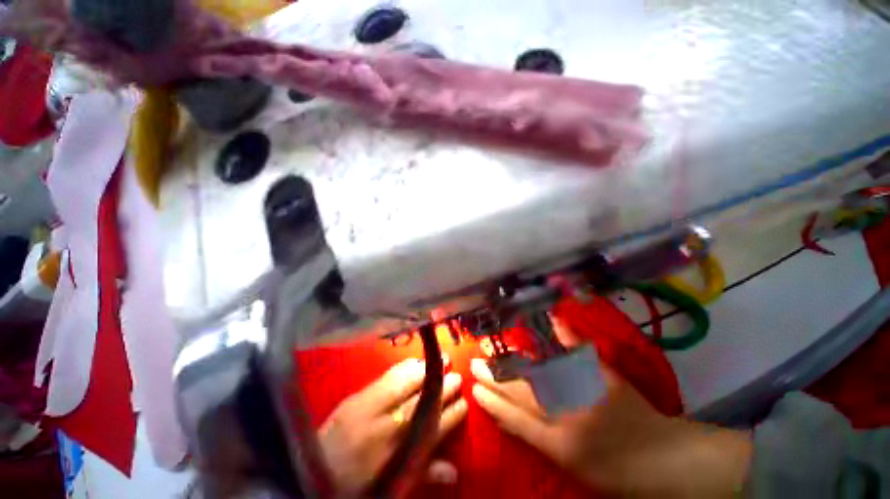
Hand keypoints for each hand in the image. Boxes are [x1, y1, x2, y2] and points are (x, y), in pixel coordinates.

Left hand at [319, 358, 467, 496]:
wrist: (314, 472)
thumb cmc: (357, 485)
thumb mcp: (393, 485)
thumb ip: (424, 474)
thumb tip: (454, 471)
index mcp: (400, 454)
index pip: (436, 428)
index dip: (453, 414)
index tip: (464, 402)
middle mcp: (390, 428)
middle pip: (425, 401)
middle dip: (444, 387)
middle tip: (458, 376)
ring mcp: (372, 409)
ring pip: (409, 384)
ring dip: (428, 370)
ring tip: (443, 360)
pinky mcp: (358, 397)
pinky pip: (388, 376)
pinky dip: (406, 366)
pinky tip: (416, 361)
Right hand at [471, 358, 752, 496]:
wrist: (665, 458)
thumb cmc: (616, 471)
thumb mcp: (573, 465)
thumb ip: (539, 438)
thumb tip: (508, 415)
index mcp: (561, 445)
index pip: (515, 418)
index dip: (492, 401)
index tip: (473, 386)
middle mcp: (569, 415)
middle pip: (522, 392)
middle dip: (495, 377)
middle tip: (474, 364)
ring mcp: (585, 391)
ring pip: (537, 371)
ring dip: (512, 360)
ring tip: (492, 350)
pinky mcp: (602, 375)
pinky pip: (577, 350)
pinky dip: (563, 332)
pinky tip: (550, 317)